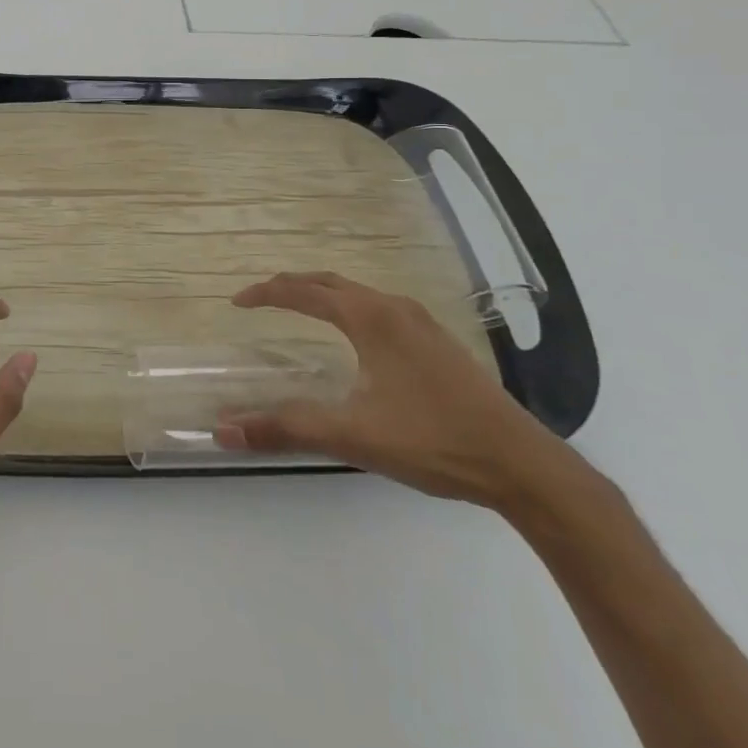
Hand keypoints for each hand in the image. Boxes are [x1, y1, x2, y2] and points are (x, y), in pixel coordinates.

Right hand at [215, 271, 577, 507]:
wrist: (524, 466)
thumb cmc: (433, 441)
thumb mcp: (352, 435)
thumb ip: (286, 428)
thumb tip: (223, 429)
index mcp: (370, 318)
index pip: (304, 291)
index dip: (266, 294)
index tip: (237, 303)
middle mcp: (394, 308)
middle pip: (330, 282)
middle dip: (291, 285)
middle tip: (261, 300)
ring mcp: (422, 323)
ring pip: (358, 293)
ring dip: (322, 294)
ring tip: (300, 310)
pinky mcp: (439, 343)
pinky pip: (379, 308)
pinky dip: (349, 308)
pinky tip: (355, 340)